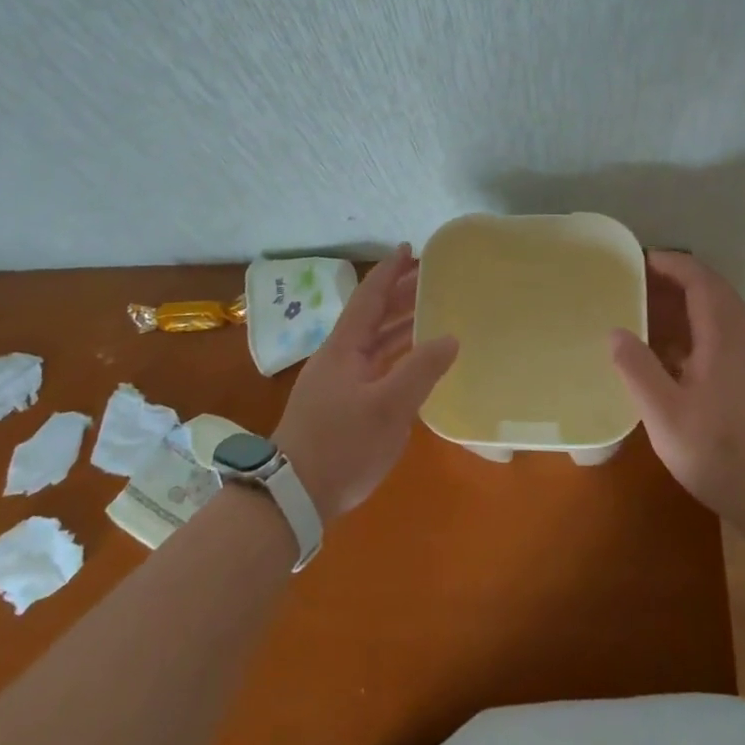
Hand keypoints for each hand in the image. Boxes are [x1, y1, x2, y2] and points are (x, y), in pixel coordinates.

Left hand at [272, 245, 458, 522]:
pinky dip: (397, 354)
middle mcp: (340, 357)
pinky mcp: (342, 405)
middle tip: (433, 279)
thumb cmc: (341, 445)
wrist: (293, 496)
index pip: (369, 297)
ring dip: (400, 324)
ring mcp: (339, 382)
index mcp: (344, 347)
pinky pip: (375, 365)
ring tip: (433, 312)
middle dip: (400, 294)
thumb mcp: (388, 407)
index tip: (410, 249)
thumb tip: (450, 338)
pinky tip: (417, 361)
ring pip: (374, 342)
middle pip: (372, 316)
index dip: (390, 272)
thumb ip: (421, 370)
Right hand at [609, 251, 744, 541]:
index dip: (672, 264)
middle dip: (676, 283)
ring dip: (685, 311)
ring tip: (645, 320)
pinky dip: (693, 337)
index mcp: (723, 339)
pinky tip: (671, 364)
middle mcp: (743, 343)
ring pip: (719, 320)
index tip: (640, 260)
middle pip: (713, 295)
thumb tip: (616, 331)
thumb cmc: (724, 454)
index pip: (701, 281)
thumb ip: (638, 370)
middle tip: (636, 287)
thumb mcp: (666, 416)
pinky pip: (721, 344)